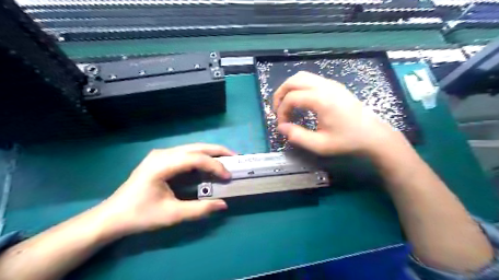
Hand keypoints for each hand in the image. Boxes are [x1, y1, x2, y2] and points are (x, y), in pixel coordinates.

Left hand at [98, 143, 237, 236]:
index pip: (195, 159)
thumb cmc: (140, 215)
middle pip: (195, 147)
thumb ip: (199, 209)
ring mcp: (161, 154)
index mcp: (161, 165)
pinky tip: (208, 164)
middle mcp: (162, 154)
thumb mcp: (171, 215)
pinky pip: (186, 154)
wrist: (113, 216)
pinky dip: (201, 157)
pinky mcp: (161, 159)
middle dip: (217, 151)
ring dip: (210, 152)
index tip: (228, 176)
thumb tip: (223, 205)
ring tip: (226, 159)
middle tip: (235, 157)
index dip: (215, 165)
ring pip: (192, 148)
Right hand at [272, 71, 399, 154]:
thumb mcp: (320, 145)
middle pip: (294, 80)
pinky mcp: (335, 85)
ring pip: (302, 76)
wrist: (373, 135)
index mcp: (322, 100)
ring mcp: (331, 83)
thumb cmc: (347, 141)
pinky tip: (301, 101)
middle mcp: (325, 86)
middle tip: (278, 110)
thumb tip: (281, 127)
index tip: (282, 125)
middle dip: (280, 94)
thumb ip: (297, 136)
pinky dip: (300, 87)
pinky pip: (311, 79)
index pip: (291, 98)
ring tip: (286, 104)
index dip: (281, 111)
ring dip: (289, 88)